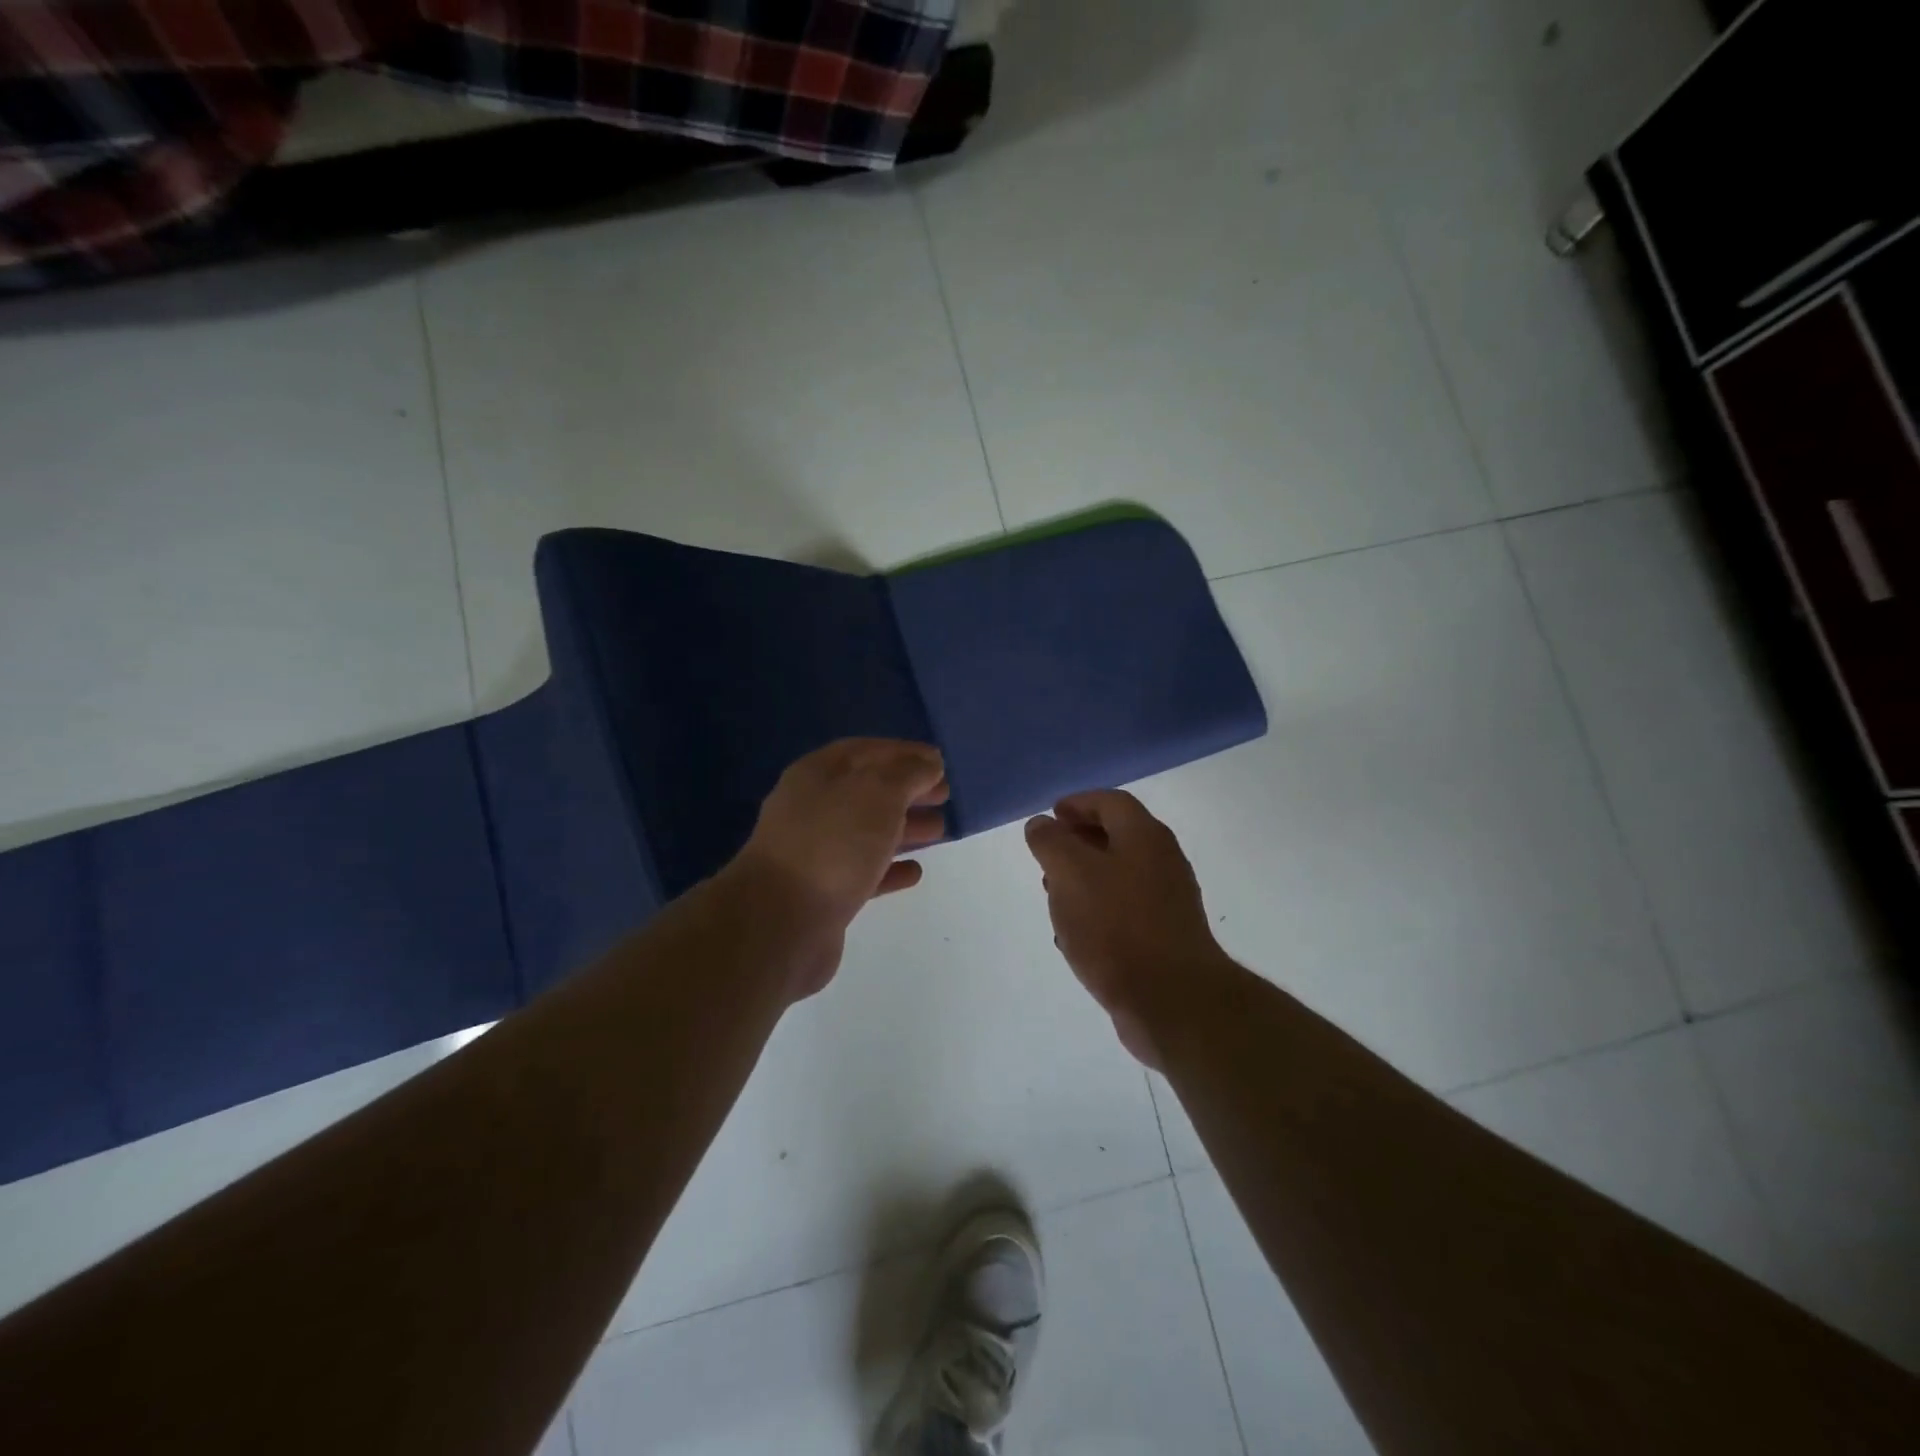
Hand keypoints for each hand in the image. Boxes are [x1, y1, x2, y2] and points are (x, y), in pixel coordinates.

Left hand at [729, 739, 948, 999]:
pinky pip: (864, 872)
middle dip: (907, 790)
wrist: (781, 922)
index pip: (865, 751)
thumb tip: (928, 763)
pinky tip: (916, 872)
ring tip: (939, 829)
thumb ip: (908, 773)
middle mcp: (813, 809)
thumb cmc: (833, 843)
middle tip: (945, 794)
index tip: (939, 761)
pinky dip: (890, 869)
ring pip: (867, 832)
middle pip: (867, 791)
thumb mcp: (878, 792)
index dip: (904, 752)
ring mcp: (816, 852)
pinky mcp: (824, 893)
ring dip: (903, 828)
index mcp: (818, 775)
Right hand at [1025, 791, 1233, 1067]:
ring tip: (1054, 897)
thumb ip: (1051, 842)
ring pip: (1119, 877)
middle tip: (1048, 856)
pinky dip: (1097, 913)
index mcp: (1144, 837)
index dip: (1078, 803)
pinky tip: (1074, 937)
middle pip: (1118, 838)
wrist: (1171, 1000)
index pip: (1110, 802)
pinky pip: (1125, 913)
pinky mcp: (1165, 939)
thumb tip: (1041, 824)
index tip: (1050, 815)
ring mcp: (1168, 903)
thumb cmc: (1116, 926)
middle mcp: (1162, 863)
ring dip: (1085, 880)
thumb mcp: (1070, 873)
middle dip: (1079, 842)